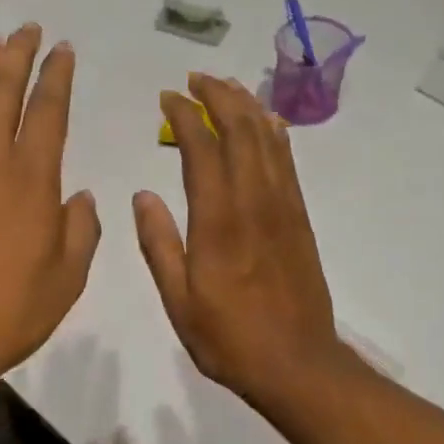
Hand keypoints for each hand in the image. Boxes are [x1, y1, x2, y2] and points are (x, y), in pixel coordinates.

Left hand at [0, 24, 99, 384]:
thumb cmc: (9, 313)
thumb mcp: (67, 279)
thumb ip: (80, 232)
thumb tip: (79, 199)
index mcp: (32, 182)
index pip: (47, 112)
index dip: (56, 77)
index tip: (63, 50)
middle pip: (0, 94)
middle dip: (15, 57)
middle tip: (25, 30)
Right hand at [134, 74, 345, 403]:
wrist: (296, 363)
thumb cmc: (229, 338)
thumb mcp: (179, 300)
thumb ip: (159, 244)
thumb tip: (143, 195)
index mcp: (218, 222)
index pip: (201, 150)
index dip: (184, 116)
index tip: (167, 98)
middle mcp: (254, 203)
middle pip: (240, 131)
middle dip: (218, 97)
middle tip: (196, 80)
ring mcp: (283, 208)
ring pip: (268, 140)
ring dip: (247, 107)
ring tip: (227, 88)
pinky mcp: (301, 219)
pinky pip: (288, 163)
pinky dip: (275, 134)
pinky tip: (267, 122)